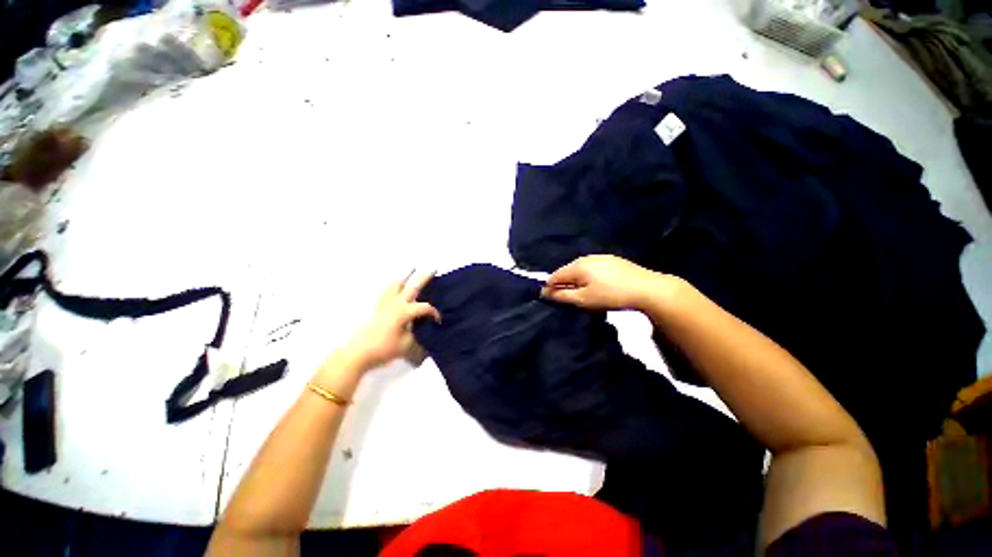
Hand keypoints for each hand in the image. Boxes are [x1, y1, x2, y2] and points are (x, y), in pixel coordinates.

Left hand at [344, 272, 440, 370]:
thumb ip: (418, 334)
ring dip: (405, 277)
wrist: (358, 353)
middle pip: (412, 287)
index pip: (424, 308)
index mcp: (404, 311)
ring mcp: (385, 304)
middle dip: (424, 278)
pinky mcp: (377, 308)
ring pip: (396, 285)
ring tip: (411, 269)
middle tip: (433, 269)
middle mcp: (395, 303)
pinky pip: (387, 291)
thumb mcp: (407, 344)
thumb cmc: (384, 348)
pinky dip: (394, 285)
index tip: (438, 321)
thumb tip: (425, 329)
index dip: (434, 313)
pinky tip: (395, 285)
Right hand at [540, 255, 667, 310]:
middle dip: (564, 284)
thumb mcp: (583, 300)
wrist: (647, 289)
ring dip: (577, 281)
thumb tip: (544, 292)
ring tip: (584, 293)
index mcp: (577, 266)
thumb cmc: (610, 296)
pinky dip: (589, 277)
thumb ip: (562, 296)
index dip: (550, 288)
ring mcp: (600, 257)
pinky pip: (592, 268)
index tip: (553, 300)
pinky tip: (598, 285)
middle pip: (567, 271)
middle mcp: (586, 258)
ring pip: (580, 269)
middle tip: (570, 299)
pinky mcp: (612, 260)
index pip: (554, 276)